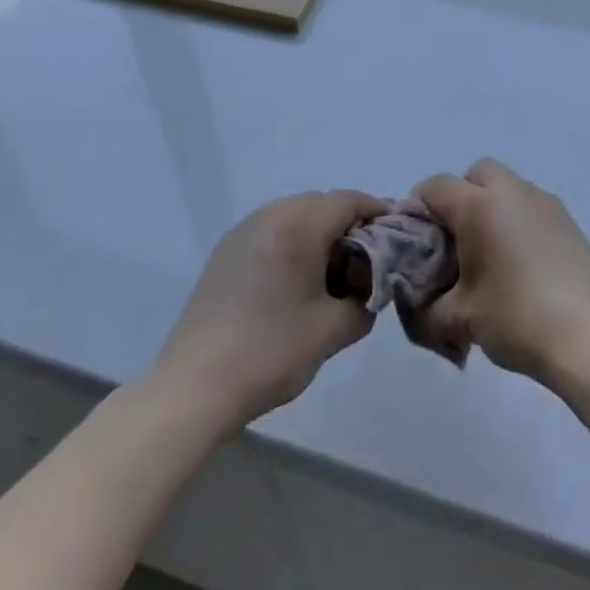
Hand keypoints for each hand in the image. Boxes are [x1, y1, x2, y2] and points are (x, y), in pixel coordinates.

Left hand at [156, 189, 387, 430]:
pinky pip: (272, 230)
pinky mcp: (225, 251)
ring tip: (330, 272)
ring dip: (318, 232)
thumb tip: (369, 291)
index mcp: (299, 225)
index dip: (377, 212)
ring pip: (295, 214)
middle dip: (348, 224)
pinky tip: (294, 280)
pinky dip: (292, 241)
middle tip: (366, 259)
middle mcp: (271, 214)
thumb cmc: (270, 353)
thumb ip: (364, 303)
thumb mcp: (332, 331)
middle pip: (322, 203)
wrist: (193, 388)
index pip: (350, 201)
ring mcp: (243, 230)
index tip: (396, 234)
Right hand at [409, 159, 589, 384]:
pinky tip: (522, 263)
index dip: (418, 208)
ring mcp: (544, 201)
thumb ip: (427, 306)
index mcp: (479, 205)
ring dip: (492, 208)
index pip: (436, 186)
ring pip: (507, 187)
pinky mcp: (567, 218)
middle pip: (476, 174)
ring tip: (490, 255)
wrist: (589, 334)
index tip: (416, 240)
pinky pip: (530, 205)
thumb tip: (419, 301)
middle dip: (460, 197)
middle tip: (456, 241)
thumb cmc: (516, 318)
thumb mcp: (459, 319)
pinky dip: (517, 220)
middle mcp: (511, 190)